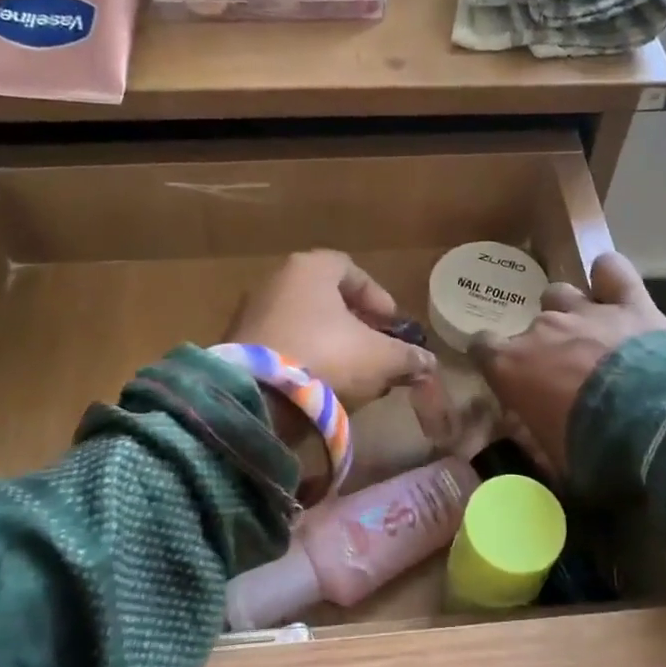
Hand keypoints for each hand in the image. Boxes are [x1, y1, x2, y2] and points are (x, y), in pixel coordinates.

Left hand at [227, 251, 434, 409]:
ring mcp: (253, 312)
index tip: (392, 325)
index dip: (377, 297)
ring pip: (304, 323)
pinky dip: (305, 358)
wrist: (256, 397)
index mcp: (311, 268)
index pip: (351, 270)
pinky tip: (322, 385)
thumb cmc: (326, 357)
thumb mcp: (380, 357)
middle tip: (376, 349)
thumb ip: (407, 356)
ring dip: (331, 344)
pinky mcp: (237, 345)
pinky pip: (283, 345)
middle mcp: (277, 280)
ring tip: (354, 373)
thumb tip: (428, 362)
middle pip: (326, 298)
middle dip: (356, 324)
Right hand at [468, 252, 665, 476]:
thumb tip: (533, 440)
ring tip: (589, 333)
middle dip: (544, 345)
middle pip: (530, 326)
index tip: (507, 374)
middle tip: (566, 373)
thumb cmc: (592, 448)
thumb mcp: (553, 459)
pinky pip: (612, 271)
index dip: (492, 358)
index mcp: (512, 366)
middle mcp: (542, 329)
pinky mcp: (628, 303)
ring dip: (570, 310)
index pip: (481, 347)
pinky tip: (611, 283)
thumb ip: (536, 440)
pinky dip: (609, 275)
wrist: (654, 425)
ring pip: (561, 294)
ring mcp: (584, 310)